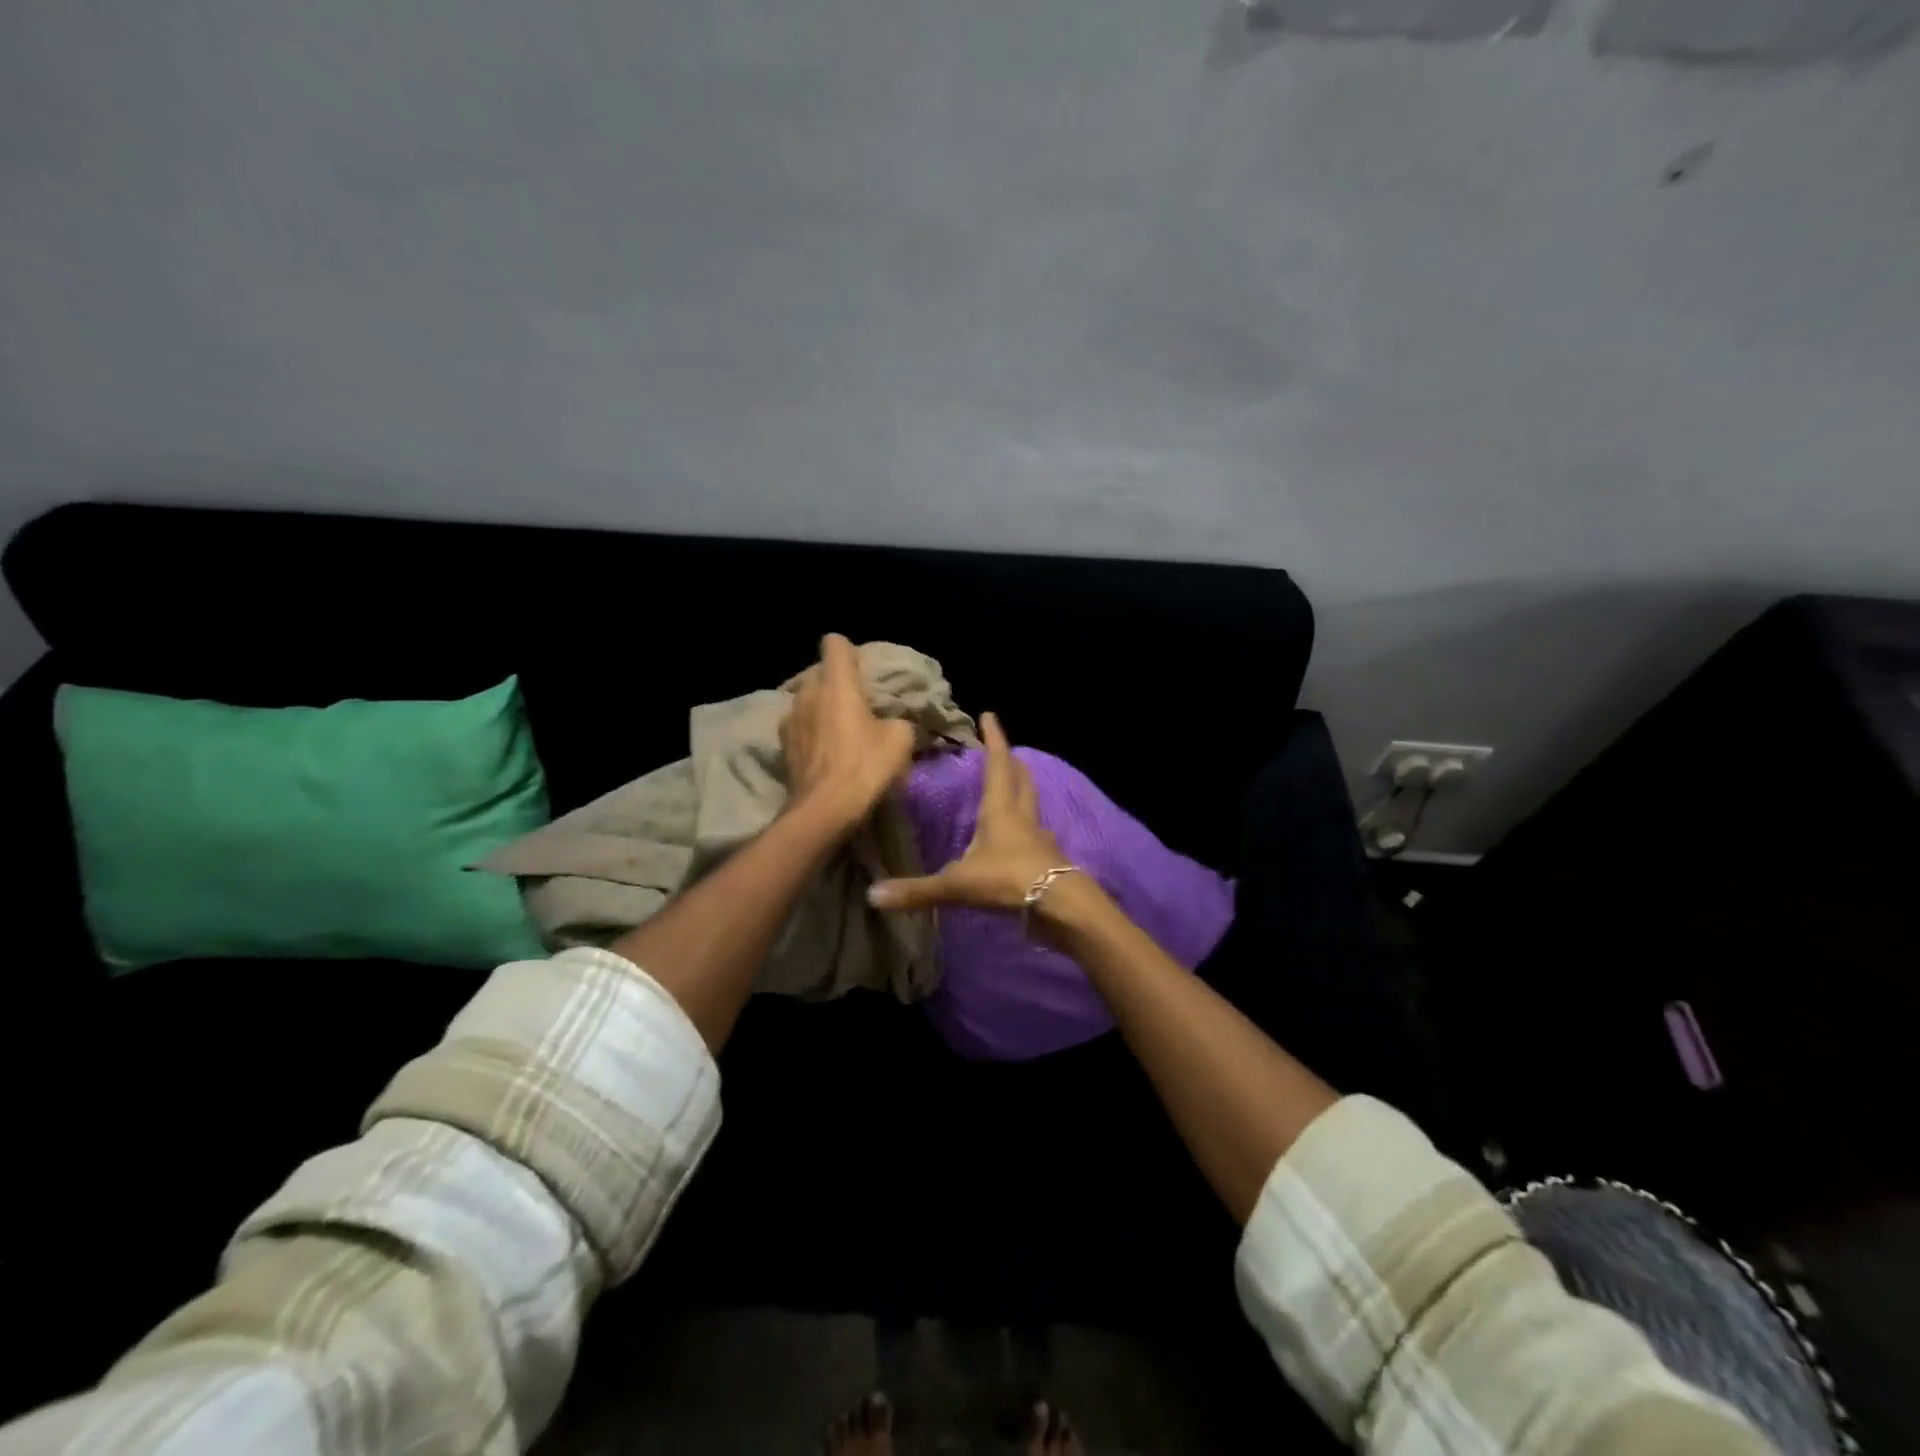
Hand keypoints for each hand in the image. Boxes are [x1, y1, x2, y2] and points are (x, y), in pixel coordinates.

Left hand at [780, 633, 915, 832]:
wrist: (824, 811)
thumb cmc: (865, 767)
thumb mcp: (900, 740)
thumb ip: (896, 720)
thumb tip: (889, 722)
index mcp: (837, 684)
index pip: (835, 643)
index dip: (850, 652)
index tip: (862, 671)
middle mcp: (807, 693)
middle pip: (820, 674)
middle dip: (836, 685)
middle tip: (857, 707)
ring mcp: (789, 719)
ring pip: (807, 701)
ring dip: (821, 710)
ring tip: (839, 733)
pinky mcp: (782, 746)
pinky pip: (799, 727)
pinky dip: (811, 734)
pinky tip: (825, 755)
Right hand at [867, 712, 1068, 912]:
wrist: (1059, 907)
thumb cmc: (1007, 880)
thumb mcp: (957, 885)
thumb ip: (917, 890)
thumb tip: (873, 895)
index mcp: (1000, 810)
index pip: (998, 764)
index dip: (994, 739)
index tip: (989, 715)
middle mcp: (1023, 818)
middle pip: (1021, 781)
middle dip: (1012, 763)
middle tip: (1004, 752)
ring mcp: (1040, 840)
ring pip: (1032, 808)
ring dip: (1023, 794)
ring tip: (1012, 790)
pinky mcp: (1049, 863)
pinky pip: (1037, 837)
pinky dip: (1028, 831)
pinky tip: (1021, 841)